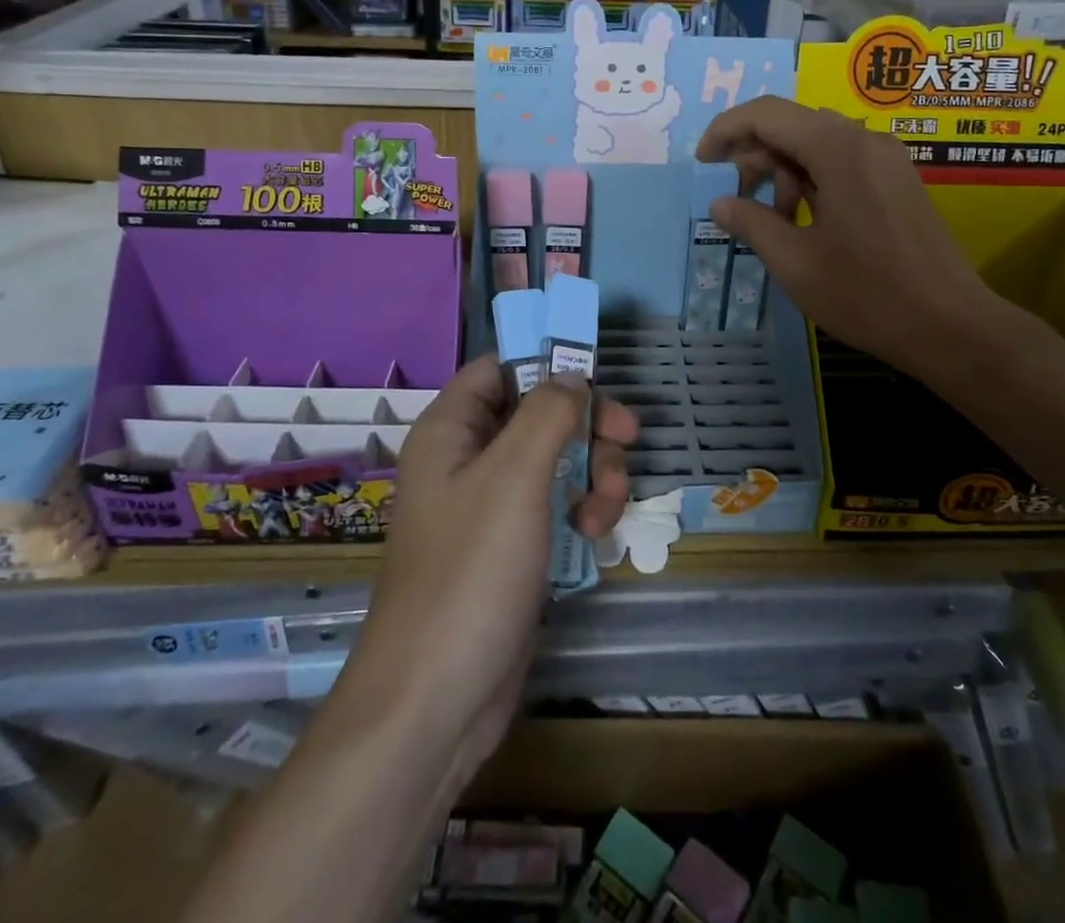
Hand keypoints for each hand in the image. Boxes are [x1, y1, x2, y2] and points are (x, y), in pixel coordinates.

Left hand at [336, 357, 637, 782]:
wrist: (436, 700)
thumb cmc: (471, 572)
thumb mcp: (516, 476)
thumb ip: (549, 413)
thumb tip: (572, 376)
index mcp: (451, 431)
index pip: (500, 369)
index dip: (546, 364)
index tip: (597, 378)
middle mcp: (467, 460)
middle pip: (538, 412)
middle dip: (586, 425)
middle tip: (628, 440)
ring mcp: (491, 506)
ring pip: (556, 459)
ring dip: (593, 472)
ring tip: (607, 508)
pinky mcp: (512, 547)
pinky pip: (556, 504)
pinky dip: (582, 510)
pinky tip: (595, 536)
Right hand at [696, 95, 999, 378]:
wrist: (950, 326)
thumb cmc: (865, 293)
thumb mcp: (794, 261)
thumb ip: (750, 222)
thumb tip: (719, 203)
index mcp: (837, 148)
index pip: (766, 114)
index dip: (726, 130)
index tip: (703, 162)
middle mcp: (865, 140)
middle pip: (793, 125)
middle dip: (756, 156)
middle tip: (738, 202)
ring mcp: (887, 159)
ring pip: (818, 144)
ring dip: (784, 171)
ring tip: (776, 221)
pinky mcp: (899, 180)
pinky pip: (843, 162)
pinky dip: (813, 180)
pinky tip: (807, 220)